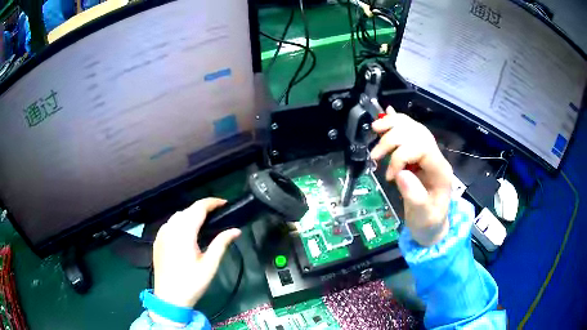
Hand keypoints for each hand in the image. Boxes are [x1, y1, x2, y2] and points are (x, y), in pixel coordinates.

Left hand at [152, 198, 240, 309]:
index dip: (212, 202)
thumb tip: (236, 230)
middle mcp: (170, 228)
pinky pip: (170, 224)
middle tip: (218, 215)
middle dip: (202, 208)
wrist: (169, 298)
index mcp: (184, 233)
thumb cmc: (192, 283)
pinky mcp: (157, 240)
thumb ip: (221, 244)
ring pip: (177, 216)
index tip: (225, 203)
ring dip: (191, 214)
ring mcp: (162, 234)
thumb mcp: (210, 265)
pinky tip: (187, 233)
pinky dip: (180, 222)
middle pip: (187, 210)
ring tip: (204, 223)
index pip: (198, 208)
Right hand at [371, 111, 452, 245]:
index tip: (389, 176)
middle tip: (375, 155)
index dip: (401, 156)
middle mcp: (436, 157)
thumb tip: (400, 174)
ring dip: (393, 126)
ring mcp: (428, 153)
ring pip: (413, 127)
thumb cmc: (428, 223)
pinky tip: (388, 113)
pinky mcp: (419, 154)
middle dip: (393, 139)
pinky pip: (410, 131)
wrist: (432, 226)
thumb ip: (415, 197)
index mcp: (440, 171)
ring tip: (375, 129)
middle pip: (416, 133)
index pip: (422, 148)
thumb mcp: (423, 217)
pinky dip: (398, 122)